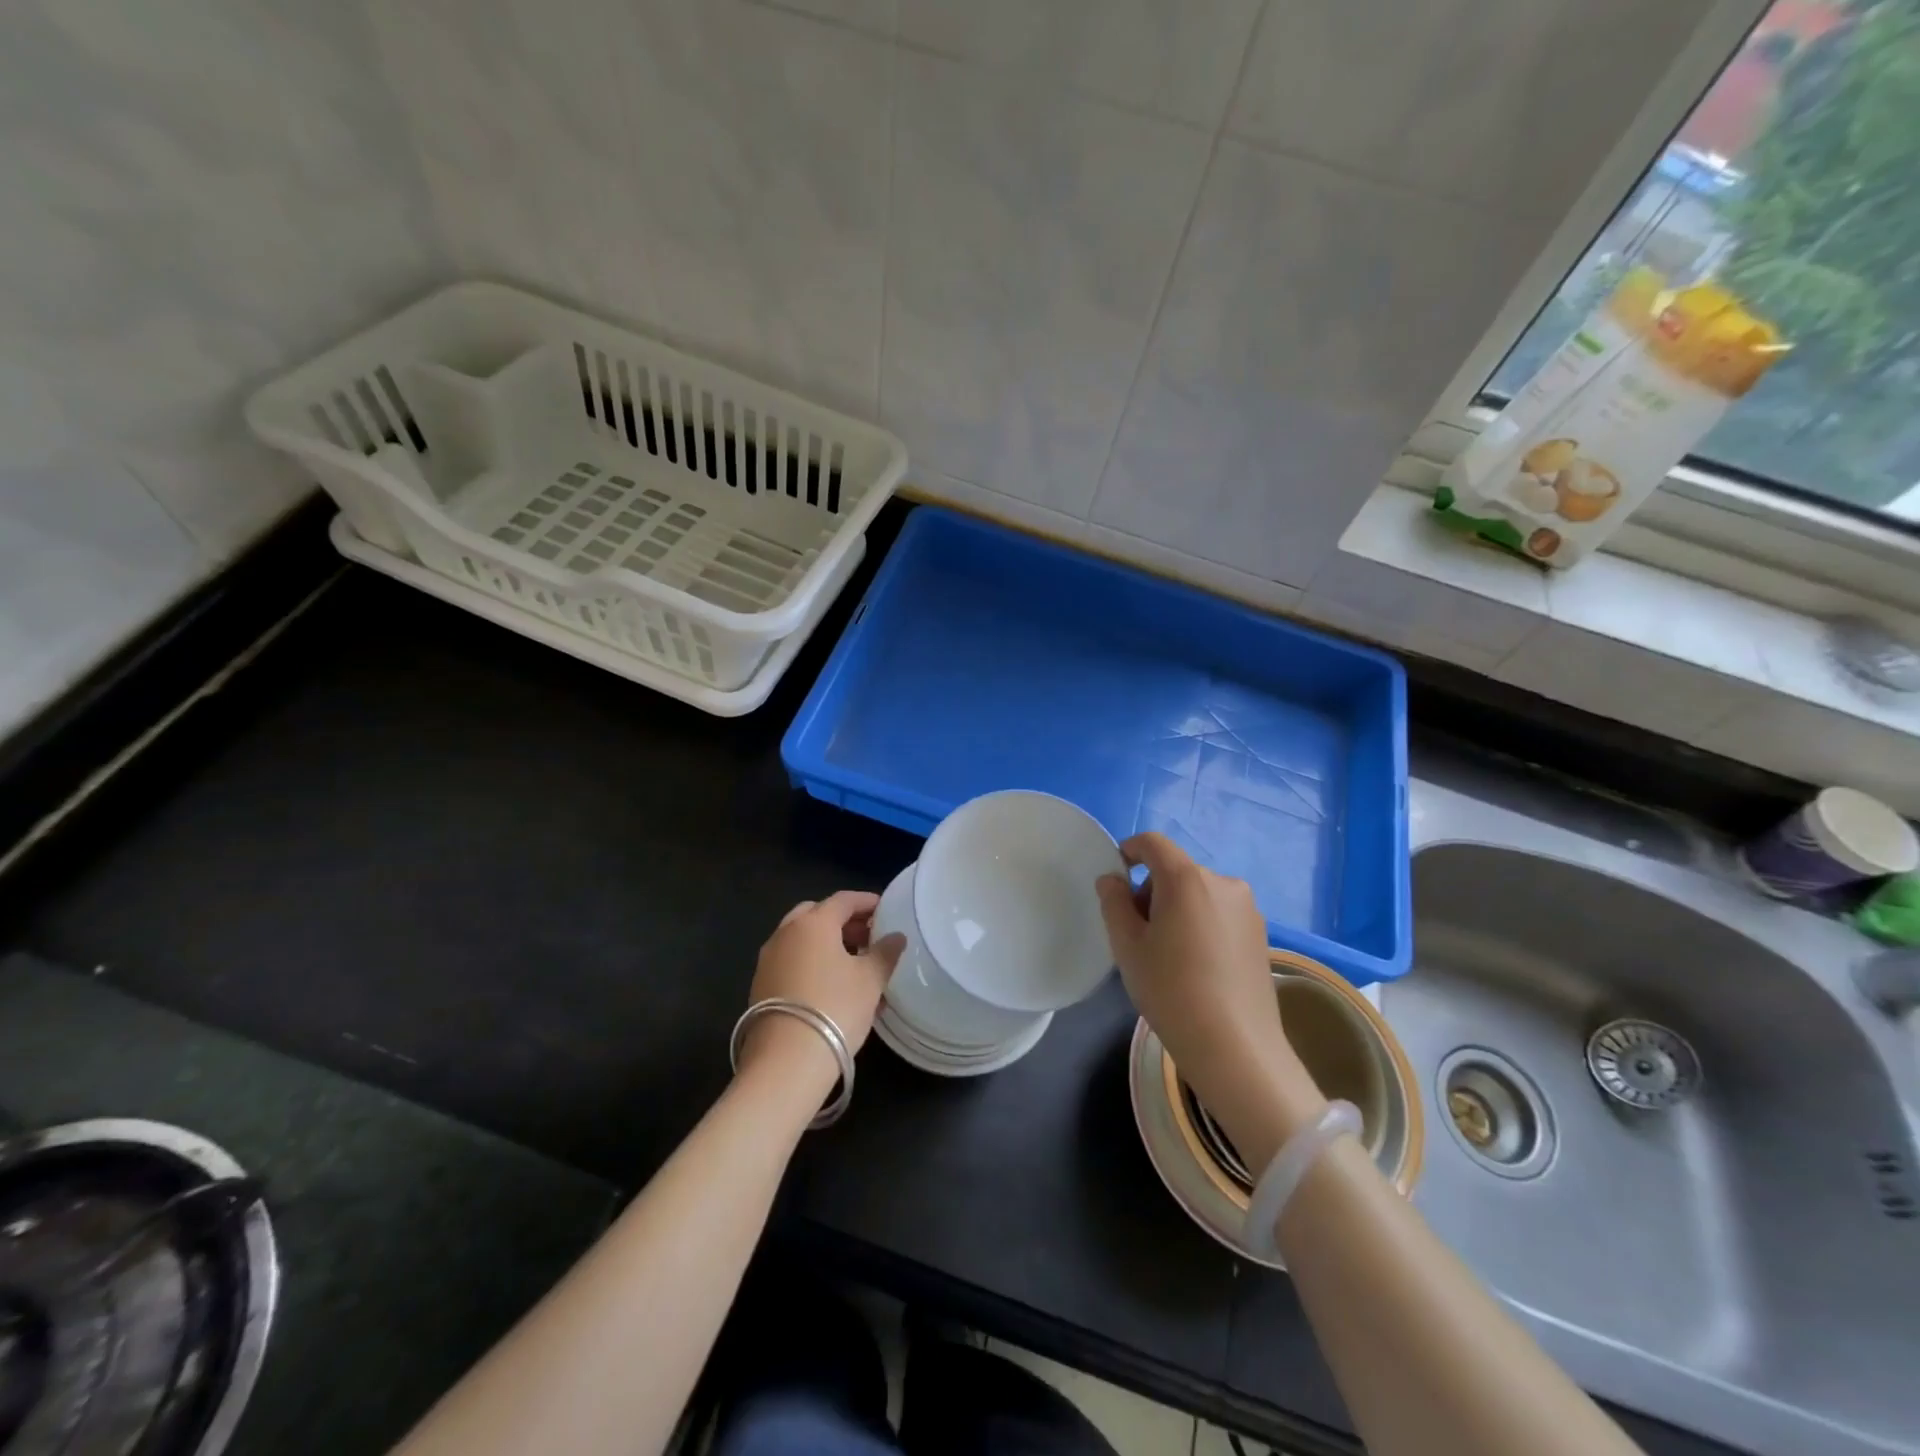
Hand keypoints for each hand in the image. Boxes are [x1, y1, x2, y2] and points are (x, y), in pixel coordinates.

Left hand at [739, 891, 904, 1092]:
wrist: (786, 1062)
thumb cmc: (835, 1008)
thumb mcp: (870, 980)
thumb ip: (885, 953)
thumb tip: (896, 937)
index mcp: (813, 923)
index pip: (843, 900)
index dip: (867, 902)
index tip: (885, 908)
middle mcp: (785, 933)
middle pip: (817, 914)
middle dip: (844, 921)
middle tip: (868, 936)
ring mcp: (768, 959)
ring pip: (802, 939)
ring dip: (828, 943)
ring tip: (855, 964)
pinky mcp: (761, 986)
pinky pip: (792, 961)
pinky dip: (812, 962)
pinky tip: (832, 986)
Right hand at [1095, 833, 1325, 1170]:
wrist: (1235, 1048)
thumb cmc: (1171, 990)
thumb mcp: (1127, 946)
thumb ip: (1114, 902)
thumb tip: (1112, 879)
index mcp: (1187, 878)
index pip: (1153, 843)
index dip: (1129, 850)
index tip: (1115, 878)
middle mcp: (1223, 883)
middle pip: (1176, 870)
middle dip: (1151, 890)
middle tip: (1137, 933)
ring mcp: (1247, 909)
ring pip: (1199, 893)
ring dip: (1176, 909)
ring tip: (1167, 955)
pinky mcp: (1261, 934)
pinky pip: (1219, 914)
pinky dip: (1200, 924)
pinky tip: (1195, 966)